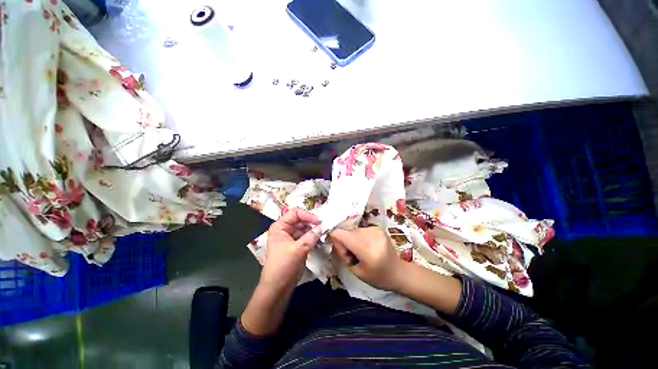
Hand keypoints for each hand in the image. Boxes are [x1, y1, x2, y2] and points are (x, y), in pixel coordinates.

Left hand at [260, 208, 321, 293]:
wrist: (278, 285)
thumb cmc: (283, 265)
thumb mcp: (298, 250)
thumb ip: (311, 237)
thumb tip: (322, 227)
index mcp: (279, 227)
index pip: (295, 213)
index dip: (308, 215)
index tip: (321, 222)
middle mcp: (284, 231)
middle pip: (300, 221)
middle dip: (313, 224)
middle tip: (326, 229)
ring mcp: (290, 240)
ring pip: (304, 230)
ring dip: (314, 232)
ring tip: (325, 235)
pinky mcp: (296, 249)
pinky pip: (306, 240)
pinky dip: (313, 240)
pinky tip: (321, 242)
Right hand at [329, 227, 407, 290]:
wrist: (398, 272)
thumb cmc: (377, 277)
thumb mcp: (356, 271)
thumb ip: (344, 255)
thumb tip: (335, 242)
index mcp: (365, 248)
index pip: (340, 234)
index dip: (334, 240)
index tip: (340, 252)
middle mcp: (371, 234)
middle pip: (347, 232)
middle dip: (344, 243)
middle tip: (351, 257)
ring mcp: (376, 229)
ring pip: (353, 231)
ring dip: (351, 240)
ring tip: (359, 253)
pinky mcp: (379, 229)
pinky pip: (361, 230)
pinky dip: (359, 238)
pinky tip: (365, 248)